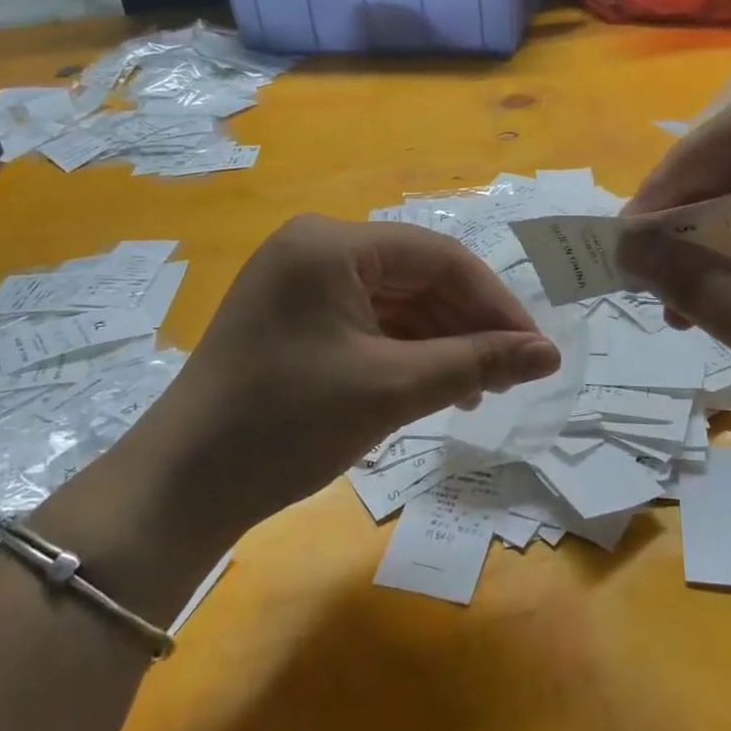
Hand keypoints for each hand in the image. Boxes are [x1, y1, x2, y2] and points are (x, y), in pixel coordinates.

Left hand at [128, 215, 560, 543]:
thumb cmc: (287, 424)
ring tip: (478, 390)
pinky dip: (403, 350)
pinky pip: (365, 320)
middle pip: (416, 276)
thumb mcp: (392, 389)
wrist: (180, 487)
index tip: (534, 348)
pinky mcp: (294, 315)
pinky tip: (434, 386)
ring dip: (440, 341)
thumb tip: (550, 354)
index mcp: (331, 243)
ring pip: (394, 300)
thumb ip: (476, 362)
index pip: (437, 257)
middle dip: (467, 324)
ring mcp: (300, 280)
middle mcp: (315, 247)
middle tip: (511, 375)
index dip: (494, 301)